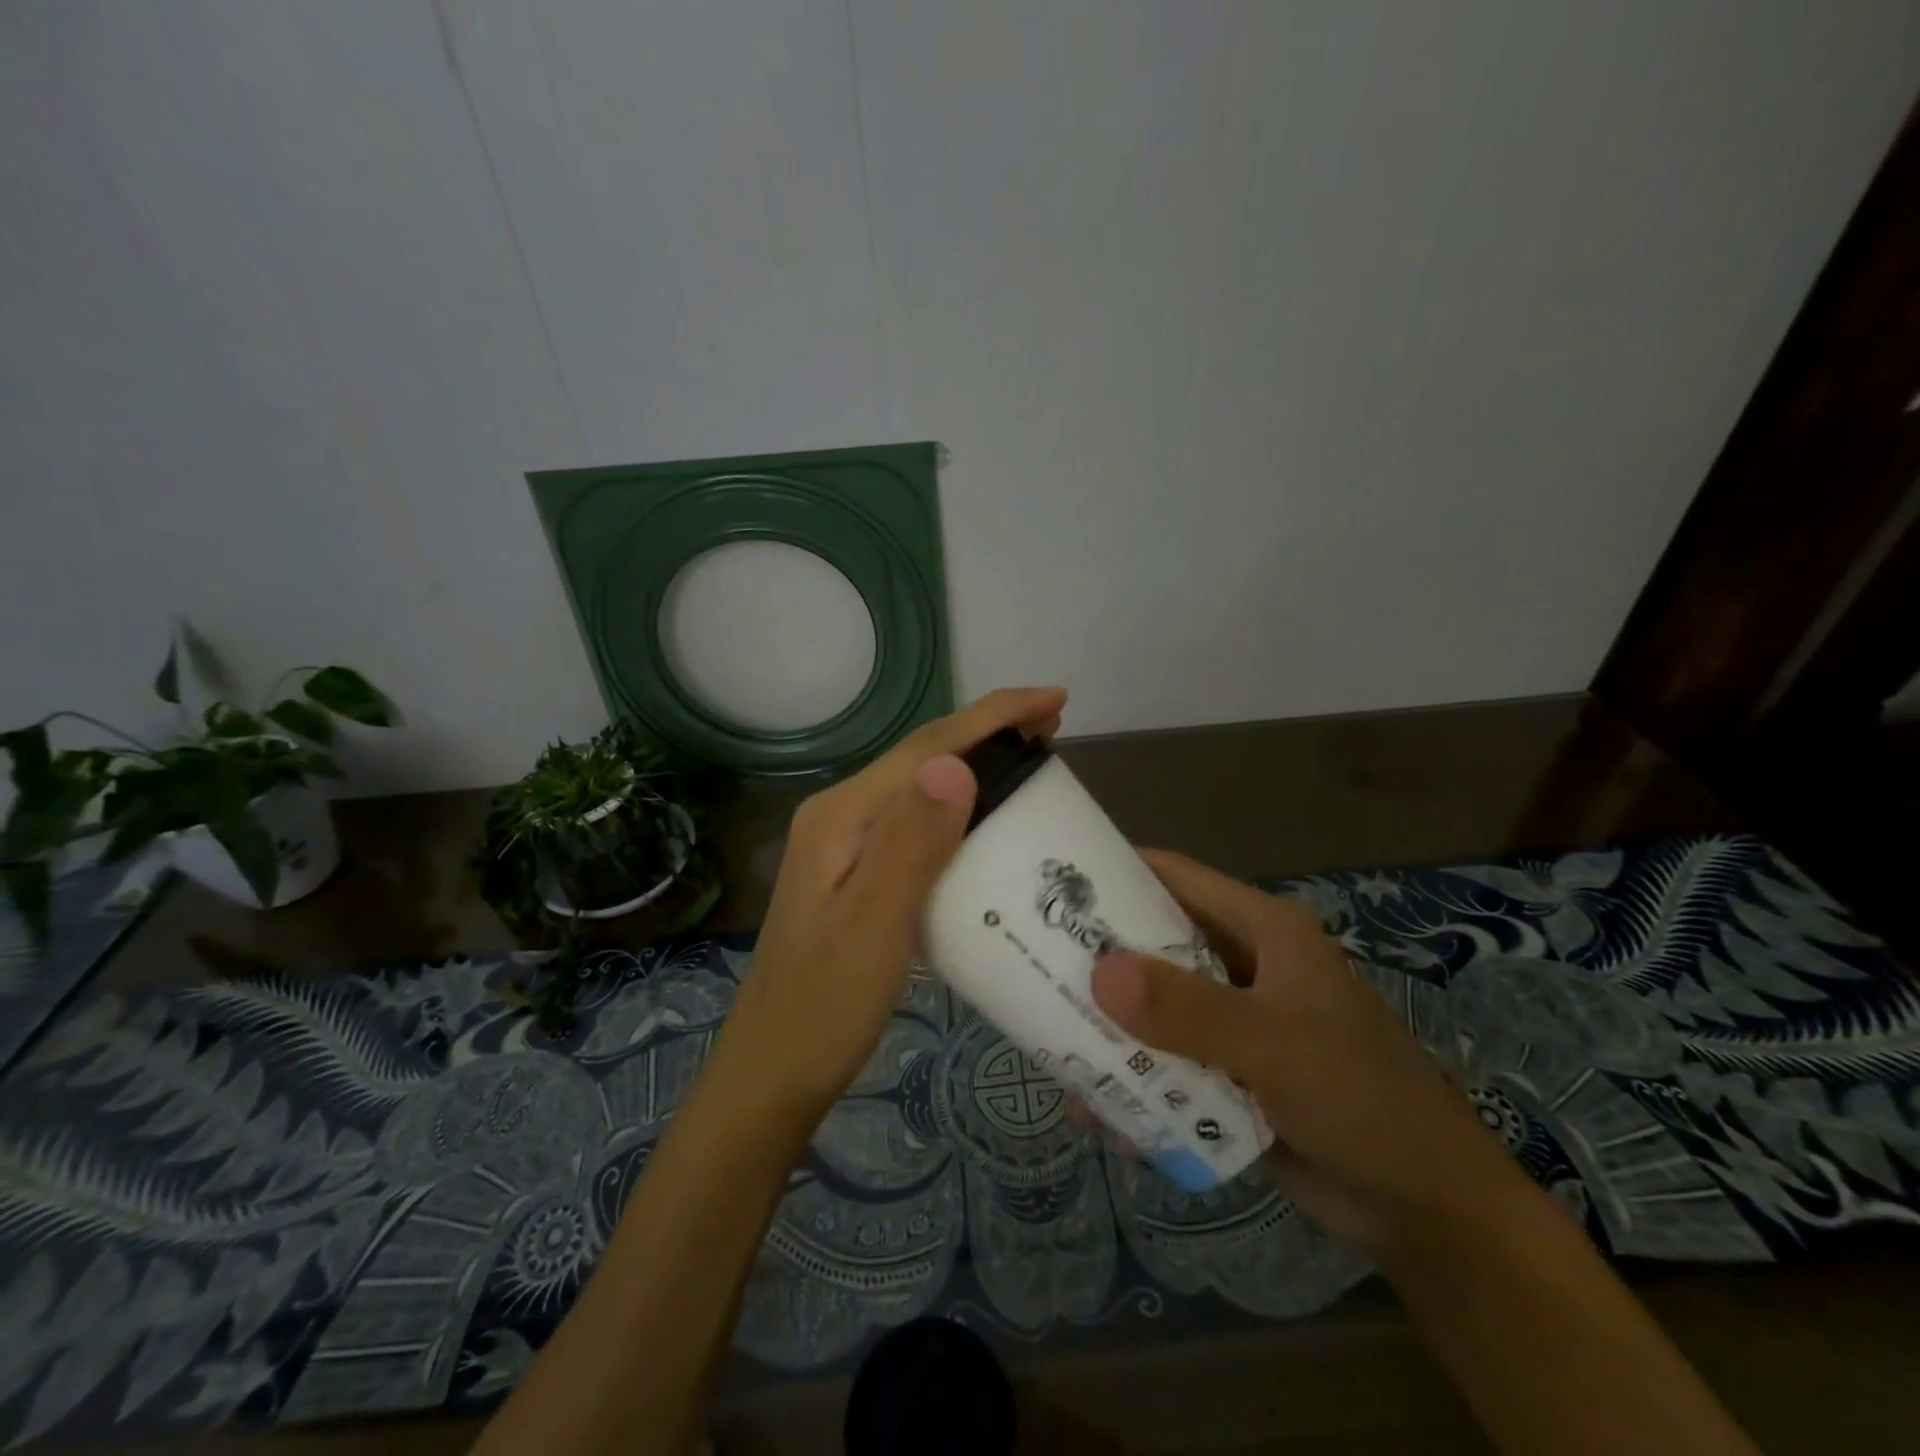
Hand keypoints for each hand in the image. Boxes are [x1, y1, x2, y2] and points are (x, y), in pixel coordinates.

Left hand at [718, 688, 1067, 1123]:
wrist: (773, 1072)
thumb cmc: (825, 1007)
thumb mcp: (875, 925)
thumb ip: (911, 843)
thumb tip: (955, 764)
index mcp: (843, 814)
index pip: (927, 746)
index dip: (993, 716)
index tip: (1055, 700)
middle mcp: (841, 815)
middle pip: (923, 757)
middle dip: (989, 732)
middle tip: (1053, 727)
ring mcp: (846, 844)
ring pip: (921, 787)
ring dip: (977, 765)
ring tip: (1032, 760)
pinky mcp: (857, 872)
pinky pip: (917, 822)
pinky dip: (960, 808)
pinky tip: (986, 821)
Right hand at [1089, 850, 1538, 1263]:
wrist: (1426, 1210)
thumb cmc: (1361, 1097)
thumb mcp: (1275, 1045)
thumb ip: (1190, 1011)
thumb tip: (1100, 973)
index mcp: (1259, 931)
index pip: (1175, 878)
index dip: (1116, 871)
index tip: (1053, 880)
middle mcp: (1240, 966)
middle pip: (1153, 945)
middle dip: (1098, 958)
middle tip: (1033, 965)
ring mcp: (1232, 1022)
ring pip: (1152, 1009)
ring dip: (1109, 1030)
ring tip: (1051, 1049)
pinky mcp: (1227, 1074)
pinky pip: (1165, 1064)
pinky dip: (1134, 1083)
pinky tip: (1101, 1114)